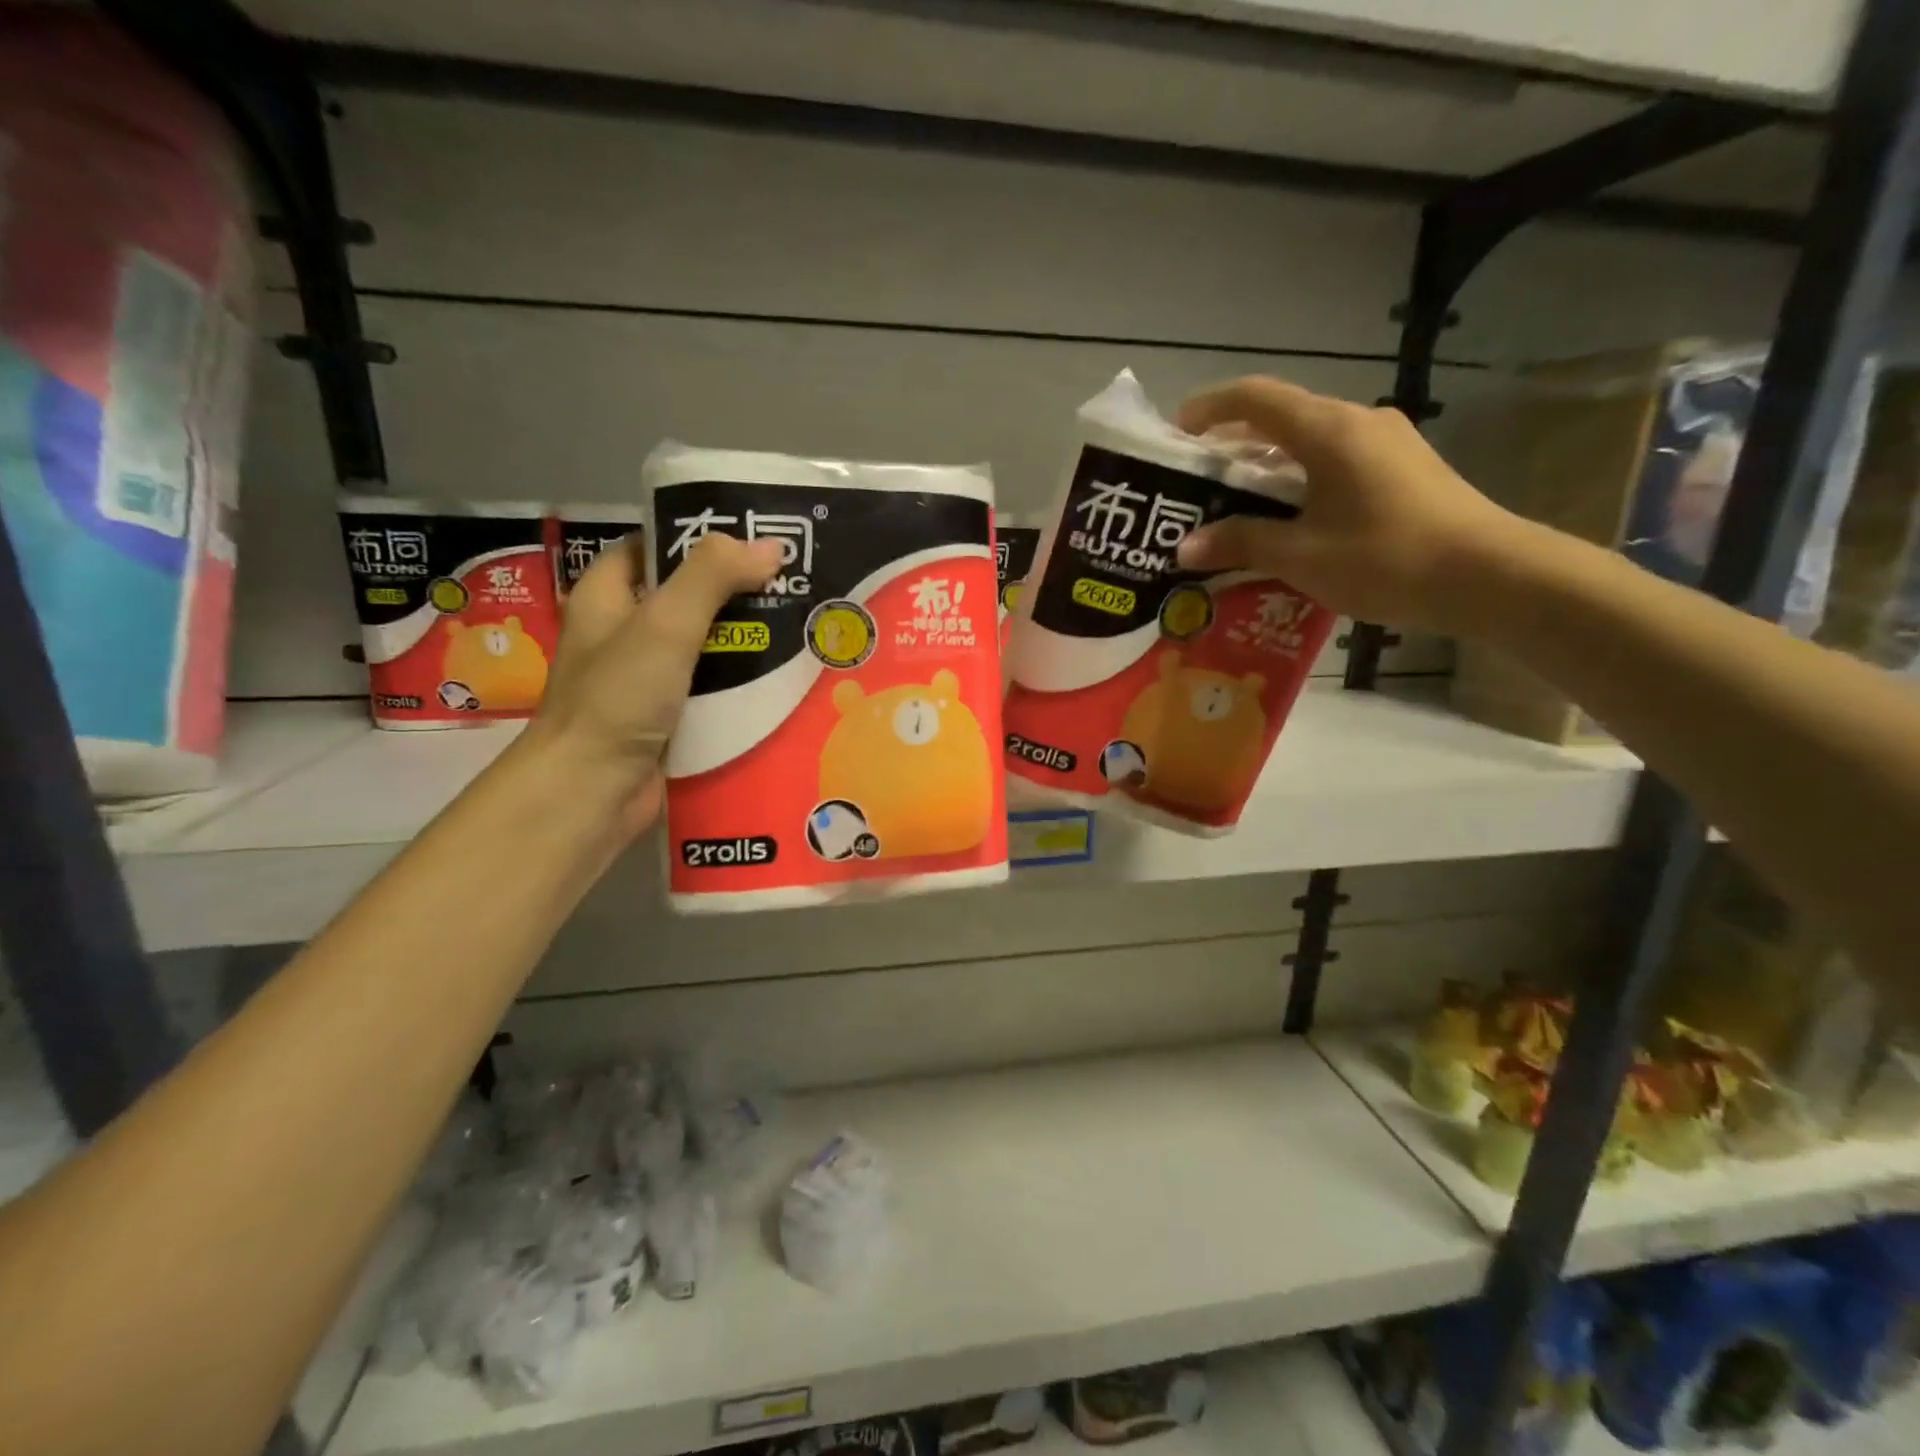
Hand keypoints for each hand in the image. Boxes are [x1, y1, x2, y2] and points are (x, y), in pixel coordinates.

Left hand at [529, 532, 781, 833]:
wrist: (592, 791)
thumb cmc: (617, 698)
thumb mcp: (664, 624)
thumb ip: (713, 577)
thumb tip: (770, 546)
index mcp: (607, 596)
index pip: (654, 548)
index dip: (699, 537)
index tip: (755, 535)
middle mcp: (626, 633)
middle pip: (689, 597)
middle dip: (738, 591)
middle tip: (795, 582)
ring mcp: (648, 679)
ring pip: (707, 646)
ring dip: (747, 639)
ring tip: (803, 624)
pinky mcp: (671, 717)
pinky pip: (713, 689)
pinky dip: (743, 683)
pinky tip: (785, 678)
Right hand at [1173, 376, 1529, 636]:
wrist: (1489, 576)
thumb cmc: (1385, 557)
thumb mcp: (1300, 555)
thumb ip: (1239, 543)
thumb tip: (1184, 548)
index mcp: (1327, 430)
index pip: (1255, 398)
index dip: (1209, 407)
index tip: (1176, 433)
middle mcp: (1357, 422)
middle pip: (1281, 418)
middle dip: (1232, 444)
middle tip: (1196, 481)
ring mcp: (1385, 444)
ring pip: (1308, 442)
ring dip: (1266, 466)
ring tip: (1233, 505)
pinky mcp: (1401, 470)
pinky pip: (1333, 462)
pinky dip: (1297, 480)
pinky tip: (1286, 520)